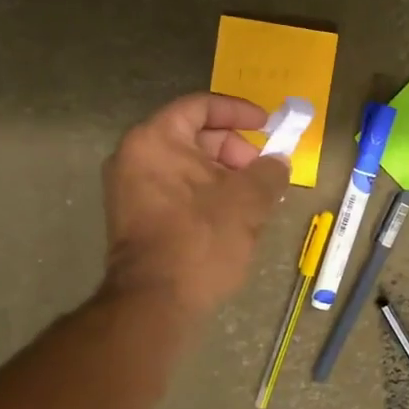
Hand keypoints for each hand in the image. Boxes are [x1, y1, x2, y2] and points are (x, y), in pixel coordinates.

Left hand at [102, 93, 290, 316]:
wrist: (155, 302)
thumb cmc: (201, 239)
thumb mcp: (248, 201)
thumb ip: (269, 172)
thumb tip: (278, 163)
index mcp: (155, 140)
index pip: (201, 106)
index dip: (239, 111)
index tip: (268, 126)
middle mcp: (133, 157)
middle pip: (193, 136)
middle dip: (235, 150)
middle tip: (264, 171)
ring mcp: (129, 189)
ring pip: (187, 167)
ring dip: (224, 175)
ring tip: (255, 199)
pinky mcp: (134, 218)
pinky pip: (176, 190)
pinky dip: (205, 193)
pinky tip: (233, 217)